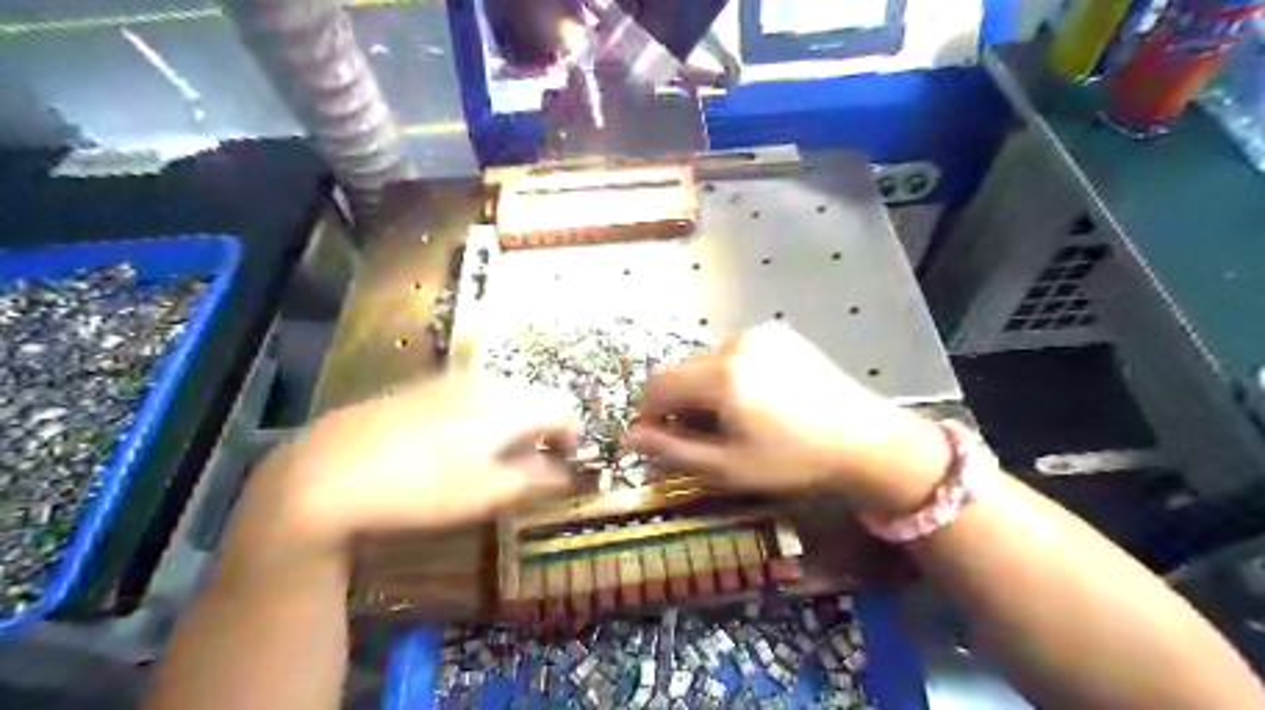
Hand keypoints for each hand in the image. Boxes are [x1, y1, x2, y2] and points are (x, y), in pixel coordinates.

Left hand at [237, 376, 577, 550]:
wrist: (330, 472)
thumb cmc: (424, 488)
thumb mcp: (489, 493)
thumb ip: (537, 479)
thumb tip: (568, 474)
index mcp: (510, 405)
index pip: (561, 411)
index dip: (572, 437)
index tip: (568, 463)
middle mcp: (486, 383)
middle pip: (531, 400)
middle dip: (540, 431)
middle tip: (532, 465)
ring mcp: (449, 382)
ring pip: (498, 397)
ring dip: (509, 424)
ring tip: (493, 458)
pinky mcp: (419, 388)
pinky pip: (467, 398)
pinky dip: (478, 418)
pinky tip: (451, 447)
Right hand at [620, 321, 947, 515]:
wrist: (862, 438)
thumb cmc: (792, 460)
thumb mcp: (727, 467)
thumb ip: (672, 450)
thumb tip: (630, 437)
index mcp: (720, 375)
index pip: (657, 384)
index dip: (650, 412)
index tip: (663, 437)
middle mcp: (735, 344)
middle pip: (681, 370)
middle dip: (680, 402)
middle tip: (702, 434)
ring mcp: (759, 334)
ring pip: (706, 360)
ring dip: (705, 387)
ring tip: (733, 417)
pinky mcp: (778, 334)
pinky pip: (734, 352)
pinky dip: (730, 373)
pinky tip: (756, 398)